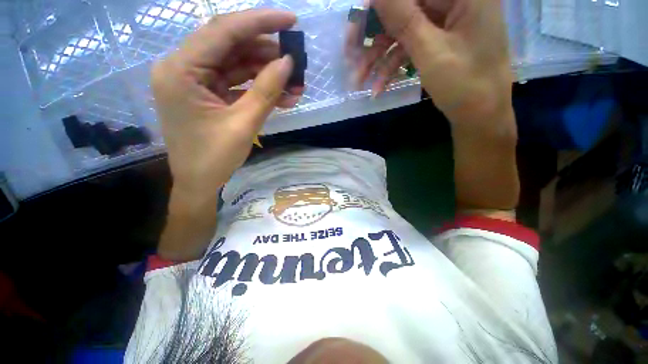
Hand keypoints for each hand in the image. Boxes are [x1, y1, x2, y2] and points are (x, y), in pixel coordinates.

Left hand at [152, 10, 300, 195]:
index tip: (291, 20)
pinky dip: (259, 88)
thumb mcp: (243, 124)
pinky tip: (283, 97)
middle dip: (268, 54)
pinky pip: (237, 83)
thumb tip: (287, 62)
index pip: (223, 31)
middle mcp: (183, 68)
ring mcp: (196, 81)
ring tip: (296, 86)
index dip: (260, 22)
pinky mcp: (208, 94)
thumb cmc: (214, 158)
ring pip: (237, 66)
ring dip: (268, 75)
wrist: (199, 183)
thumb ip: (266, 90)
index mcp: (181, 70)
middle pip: (231, 46)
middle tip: (297, 63)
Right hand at [350, 0, 513, 125]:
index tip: (356, 26)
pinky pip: (409, 48)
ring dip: (379, 58)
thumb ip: (403, 17)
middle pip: (404, 9)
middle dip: (375, 37)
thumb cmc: (465, 84)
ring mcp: (445, 23)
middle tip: (351, 57)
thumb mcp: (430, 51)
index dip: (379, 6)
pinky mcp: (438, 42)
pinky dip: (392, 66)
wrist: (480, 116)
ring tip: (359, 80)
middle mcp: (454, 1)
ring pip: (402, 32)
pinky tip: (377, 87)